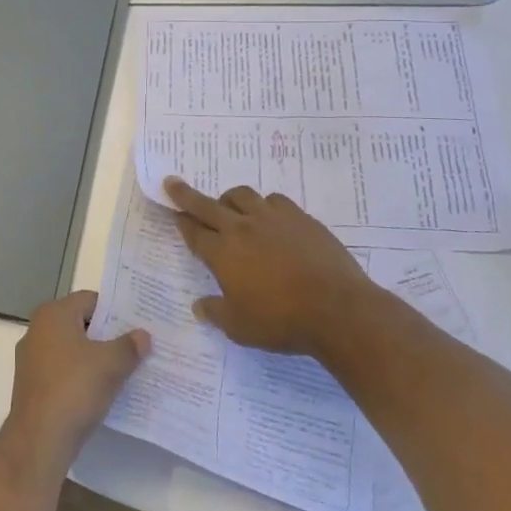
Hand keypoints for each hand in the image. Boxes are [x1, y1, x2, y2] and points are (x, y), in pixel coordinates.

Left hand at [5, 291, 148, 469]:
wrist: (39, 441)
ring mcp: (32, 359)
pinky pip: (63, 371)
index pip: (90, 300)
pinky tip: (101, 391)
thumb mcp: (110, 365)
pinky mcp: (33, 385)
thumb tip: (143, 335)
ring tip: (125, 369)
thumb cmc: (74, 389)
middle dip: (108, 335)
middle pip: (81, 324)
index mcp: (53, 314)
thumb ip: (129, 346)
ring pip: (72, 349)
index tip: (138, 324)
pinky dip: (81, 376)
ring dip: (95, 358)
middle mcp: (37, 330)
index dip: (116, 311)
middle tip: (136, 346)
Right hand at [163, 177, 374, 354]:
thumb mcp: (239, 328)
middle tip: (174, 183)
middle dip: (187, 195)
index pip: (194, 232)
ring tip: (229, 206)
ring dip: (229, 199)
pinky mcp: (300, 218)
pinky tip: (269, 217)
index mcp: (223, 254)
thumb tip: (199, 306)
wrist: (336, 309)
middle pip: (208, 205)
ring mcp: (272, 219)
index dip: (181, 222)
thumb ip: (216, 312)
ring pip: (242, 195)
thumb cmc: (281, 321)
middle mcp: (242, 228)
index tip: (173, 212)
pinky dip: (264, 205)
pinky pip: (274, 200)